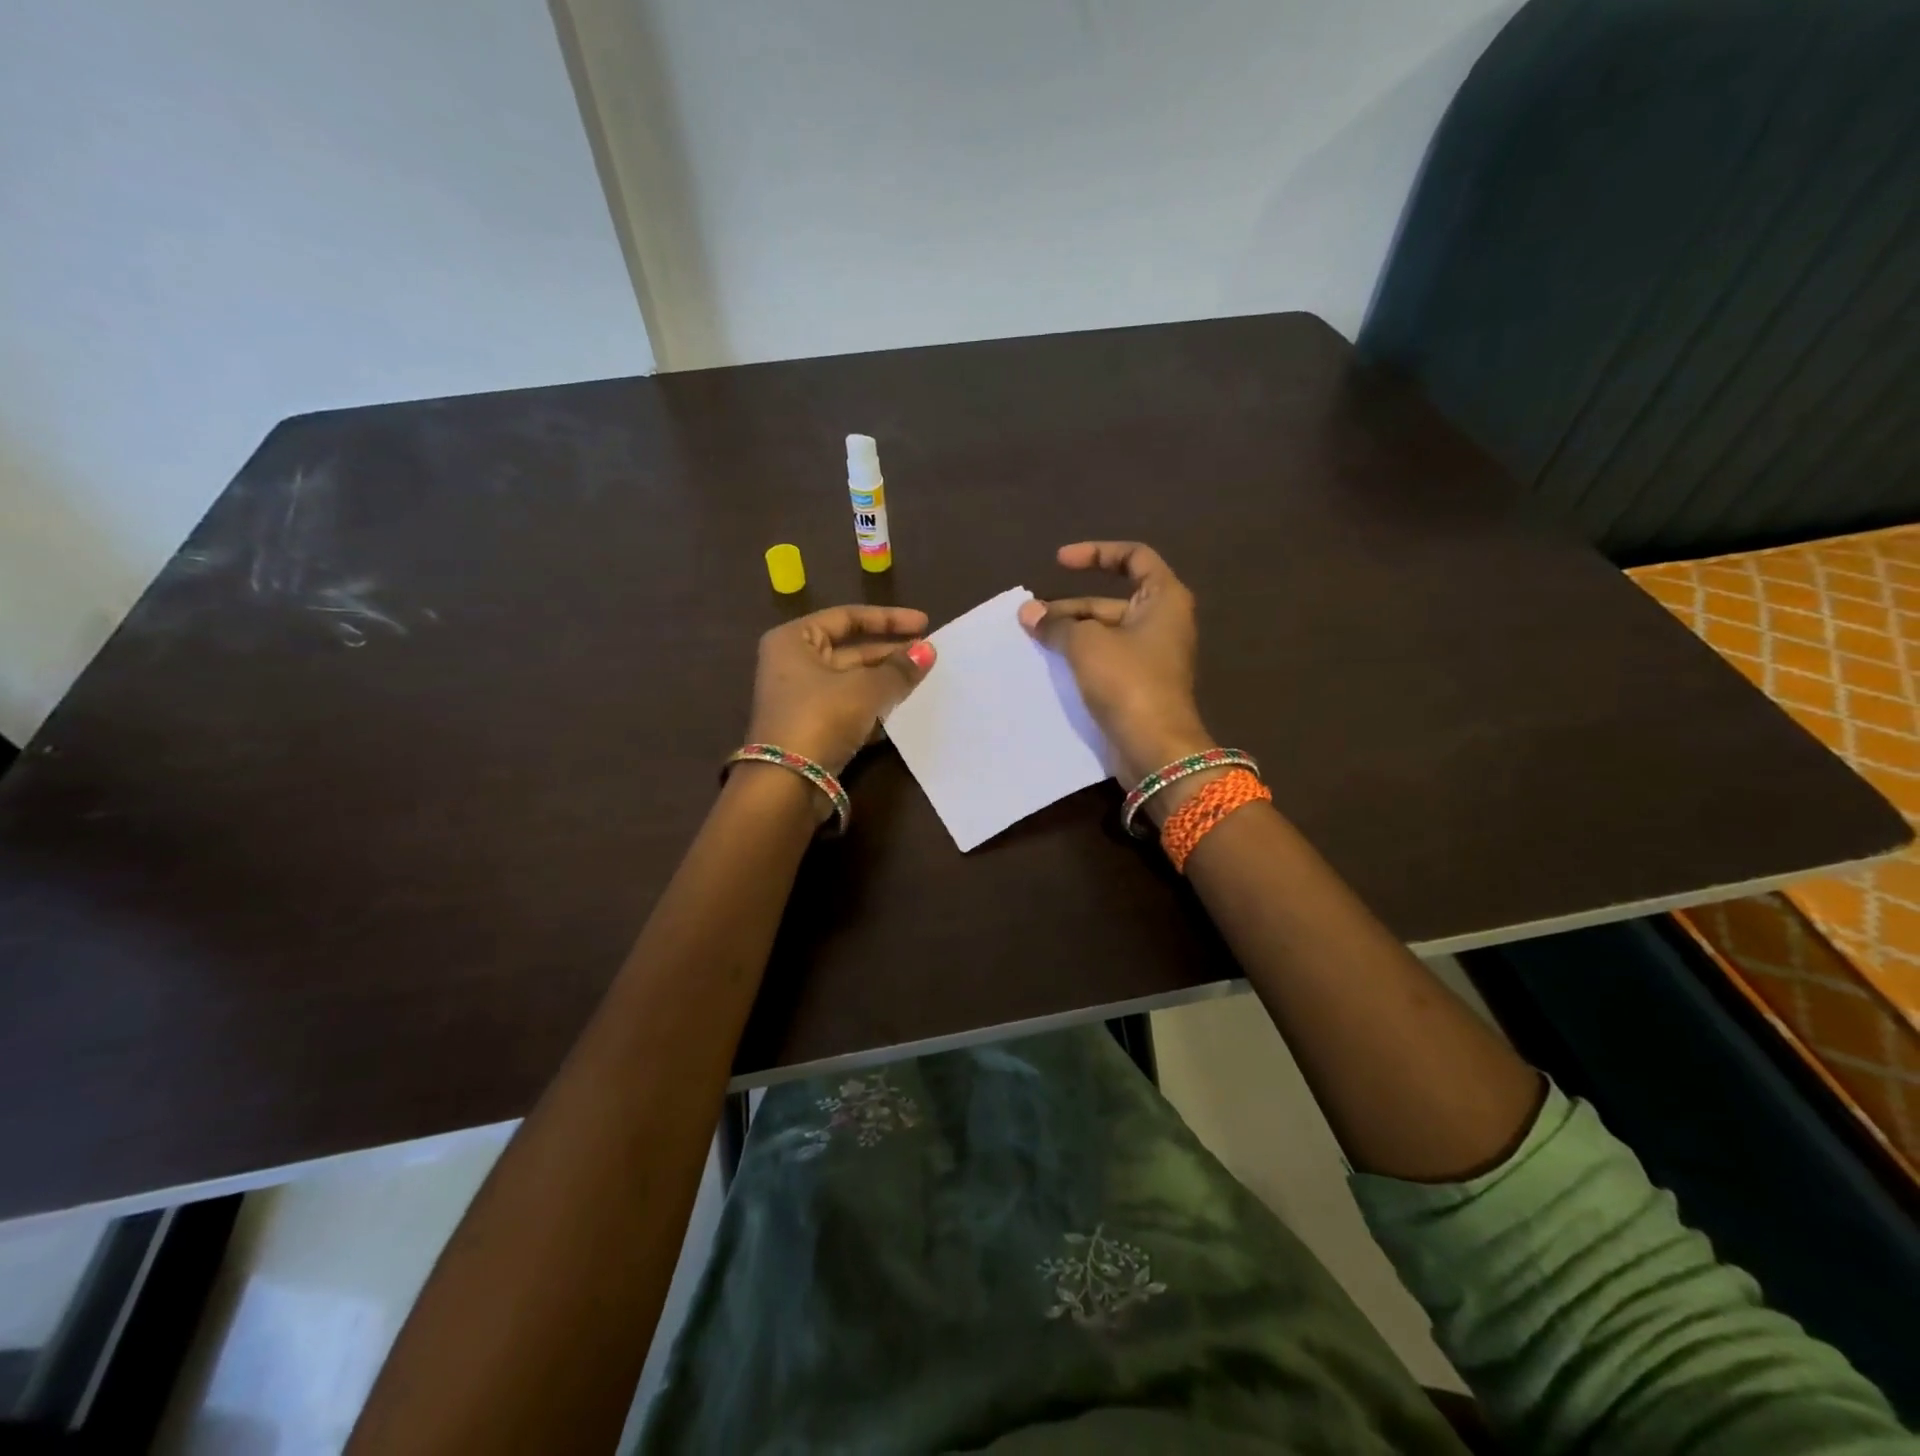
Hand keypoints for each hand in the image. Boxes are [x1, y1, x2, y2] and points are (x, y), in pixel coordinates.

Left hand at [745, 605, 935, 775]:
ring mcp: (802, 699)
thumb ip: (899, 669)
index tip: (924, 623)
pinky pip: (850, 709)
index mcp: (795, 640)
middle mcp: (793, 664)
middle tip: (928, 657)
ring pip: (853, 682)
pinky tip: (904, 712)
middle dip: (890, 654)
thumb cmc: (821, 717)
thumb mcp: (865, 688)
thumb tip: (928, 651)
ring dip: (886, 682)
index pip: (847, 617)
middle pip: (851, 650)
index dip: (888, 619)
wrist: (788, 782)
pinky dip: (875, 709)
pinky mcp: (813, 729)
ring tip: (923, 682)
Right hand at [1018, 542, 1210, 785]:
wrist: (1155, 747)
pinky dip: (1079, 657)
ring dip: (1070, 633)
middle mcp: (1162, 622)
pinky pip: (1105, 659)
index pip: (1134, 557)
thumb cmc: (1127, 681)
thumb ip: (1057, 623)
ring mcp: (1151, 656)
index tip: (1059, 563)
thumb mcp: (1087, 643)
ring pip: (1104, 632)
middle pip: (1110, 600)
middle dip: (1069, 606)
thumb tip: (1029, 613)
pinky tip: (1050, 663)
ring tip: (1032, 640)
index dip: (1095, 553)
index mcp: (1164, 599)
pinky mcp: (1138, 684)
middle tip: (1030, 618)